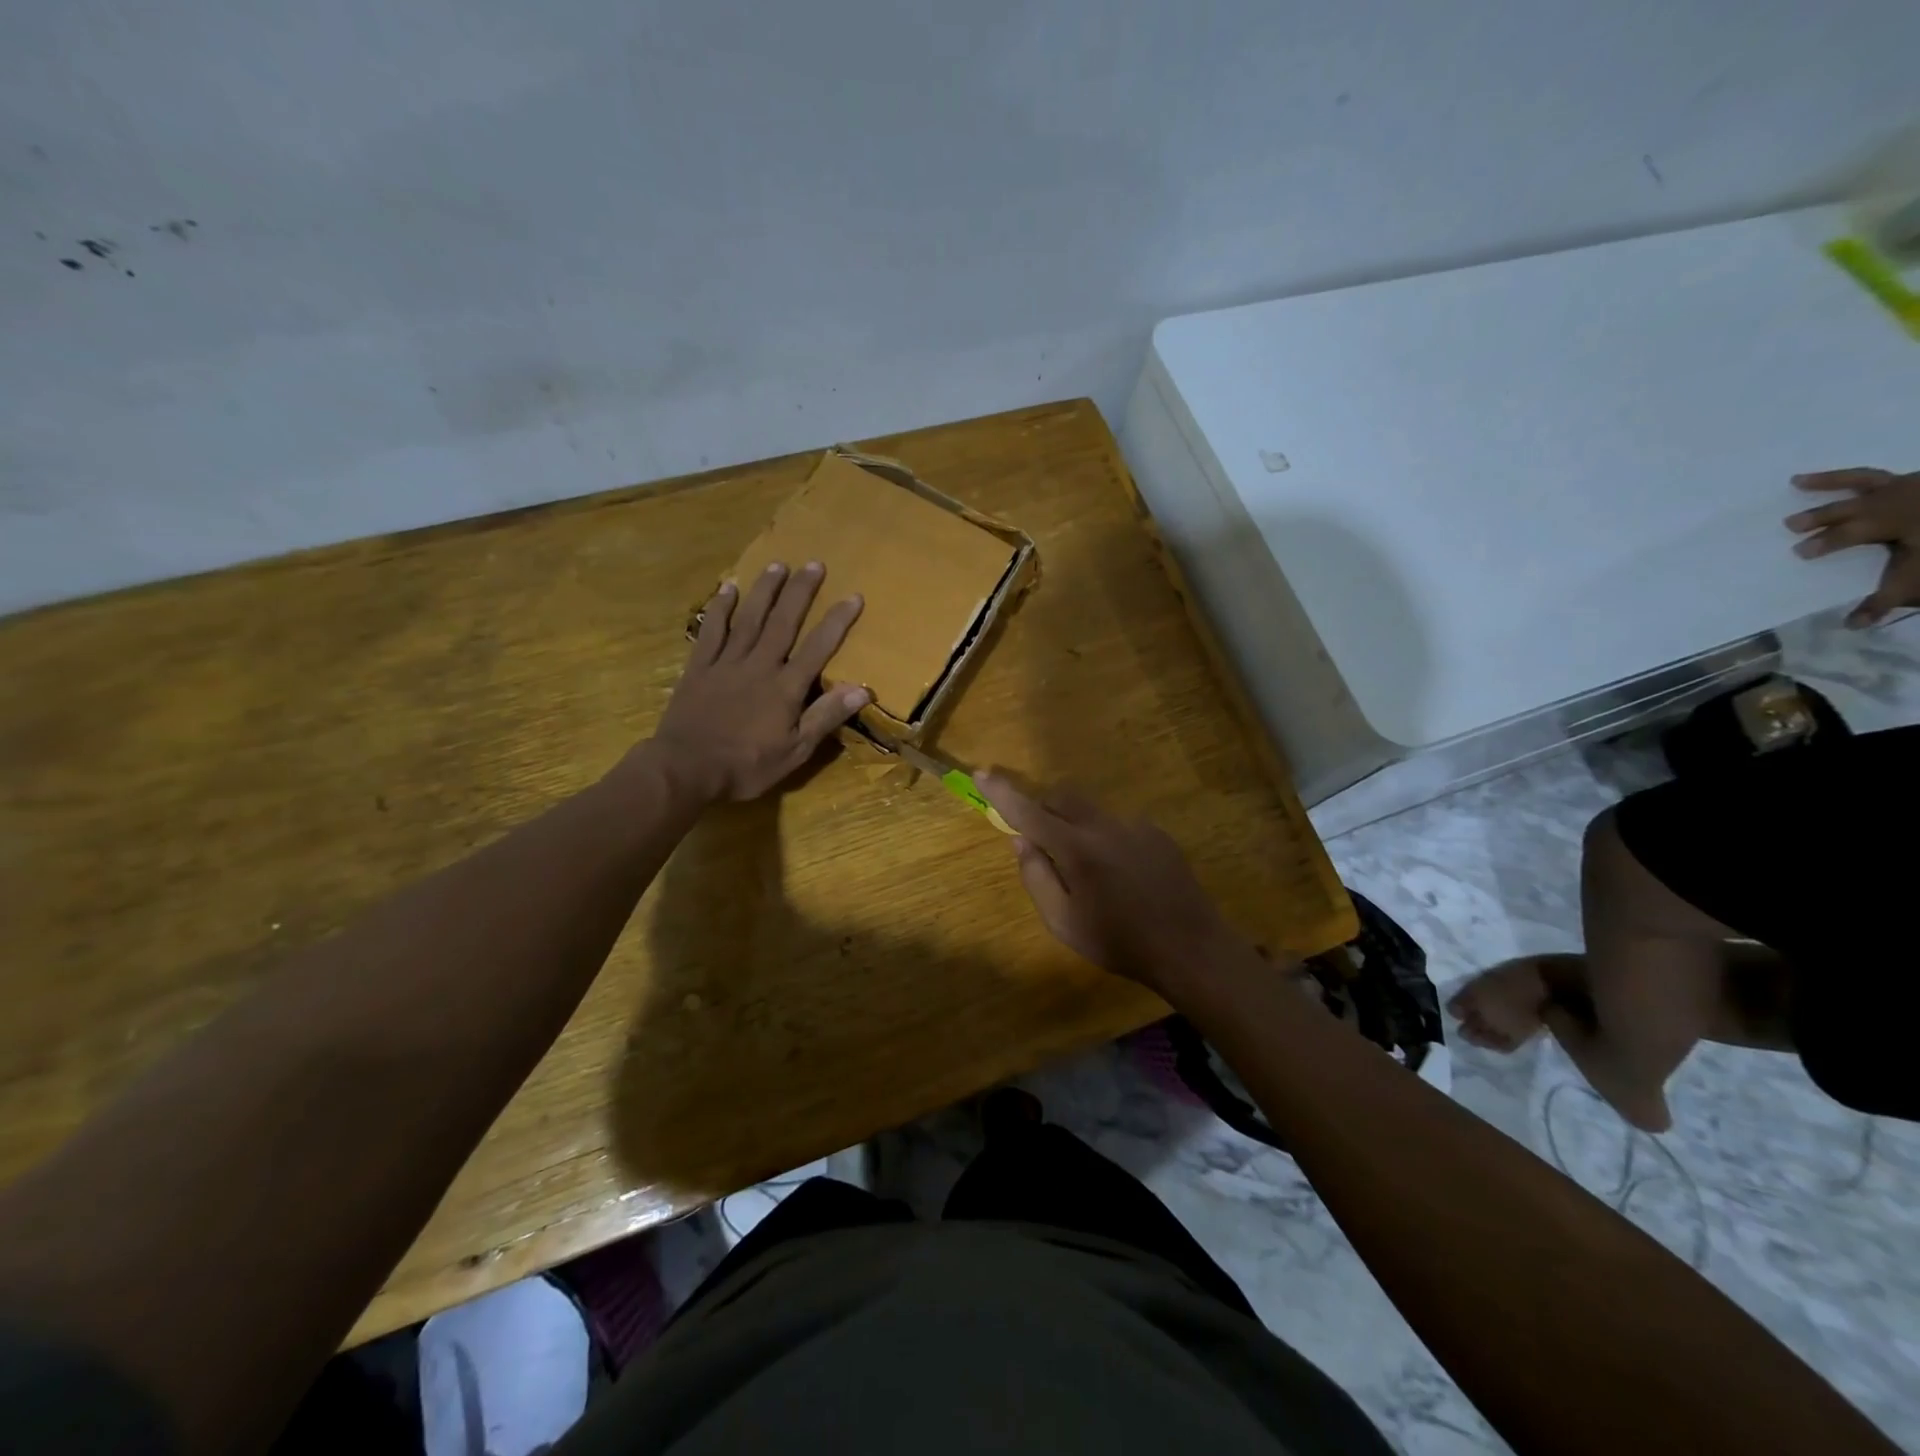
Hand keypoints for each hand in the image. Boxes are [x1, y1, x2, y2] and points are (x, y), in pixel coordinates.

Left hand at [653, 561, 870, 802]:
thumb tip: (862, 690)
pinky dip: (720, 608)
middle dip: (801, 592)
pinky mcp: (699, 667)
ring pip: (750, 618)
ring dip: (765, 590)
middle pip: (783, 621)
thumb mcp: (795, 751)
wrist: (685, 768)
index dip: (837, 621)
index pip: (818, 647)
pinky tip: (728, 588)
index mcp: (785, 687)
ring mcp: (726, 662)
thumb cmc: (746, 765)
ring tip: (778, 564)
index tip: (853, 595)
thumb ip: (826, 717)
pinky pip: (712, 630)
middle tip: (814, 564)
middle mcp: (759, 665)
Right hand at [975, 773, 1259, 995]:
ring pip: (1091, 811)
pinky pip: (1118, 825)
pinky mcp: (1157, 834)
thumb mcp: (1064, 922)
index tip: (982, 773)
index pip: (1030, 811)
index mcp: (1077, 849)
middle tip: (1040, 841)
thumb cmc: (1120, 941)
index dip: (1002, 793)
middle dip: (1043, 808)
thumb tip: (1021, 841)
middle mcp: (1104, 826)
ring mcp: (1135, 826)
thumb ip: (1036, 877)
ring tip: (1091, 873)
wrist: (1190, 947)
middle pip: (1062, 797)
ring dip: (1076, 826)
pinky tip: (1121, 875)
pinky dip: (1105, 838)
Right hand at [1786, 468, 1919, 627]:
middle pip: (1850, 506)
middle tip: (1790, 523)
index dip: (1822, 543)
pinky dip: (1869, 478)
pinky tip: (1867, 482)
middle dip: (1819, 514)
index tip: (1798, 552)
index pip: (1845, 533)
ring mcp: (1916, 484)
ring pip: (1865, 479)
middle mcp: (1900, 497)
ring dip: (1832, 480)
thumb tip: (1850, 625)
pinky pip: (1893, 475)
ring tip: (1799, 480)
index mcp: (1893, 520)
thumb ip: (1886, 599)